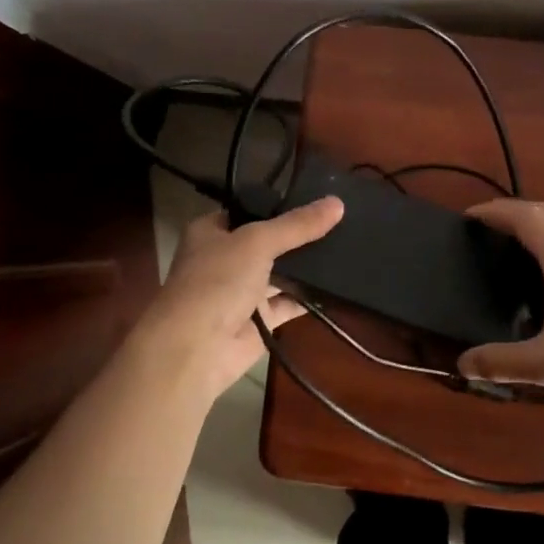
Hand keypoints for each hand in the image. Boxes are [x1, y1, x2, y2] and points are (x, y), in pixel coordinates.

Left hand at [124, 197, 343, 404]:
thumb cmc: (216, 281)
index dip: (279, 204)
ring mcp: (242, 291)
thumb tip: (338, 203)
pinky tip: (338, 283)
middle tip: (340, 219)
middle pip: (269, 241)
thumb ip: (297, 225)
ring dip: (306, 265)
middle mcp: (226, 259)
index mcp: (212, 232)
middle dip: (299, 235)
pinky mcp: (259, 320)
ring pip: (280, 272)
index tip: (316, 194)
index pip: (249, 210)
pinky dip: (309, 296)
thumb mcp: (257, 242)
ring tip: (347, 244)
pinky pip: (289, 302)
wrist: (195, 349)